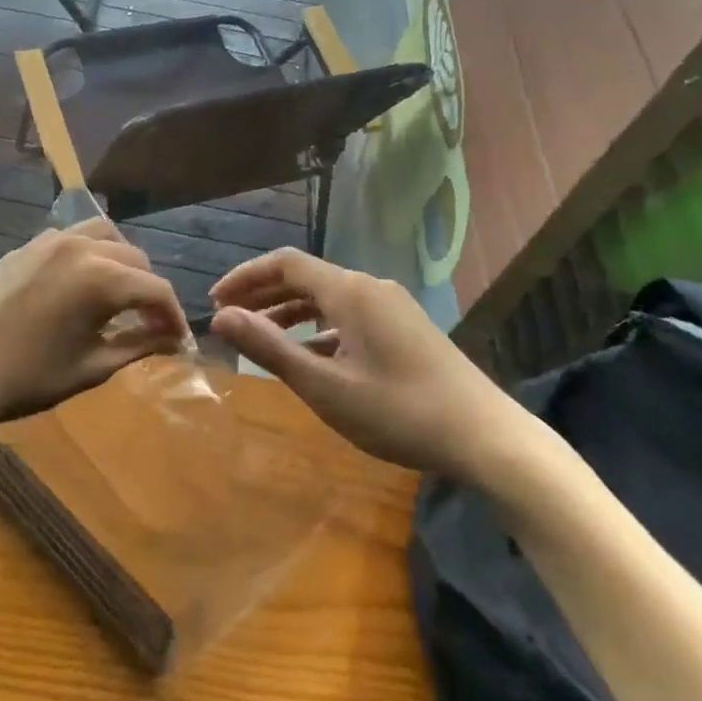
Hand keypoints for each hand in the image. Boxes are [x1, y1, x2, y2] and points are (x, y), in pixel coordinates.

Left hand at [0, 220, 190, 433]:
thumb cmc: (28, 378)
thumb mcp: (92, 366)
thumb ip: (139, 345)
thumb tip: (174, 340)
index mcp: (101, 278)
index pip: (156, 289)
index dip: (173, 316)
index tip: (178, 341)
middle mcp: (80, 247)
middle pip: (135, 257)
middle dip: (149, 290)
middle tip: (150, 324)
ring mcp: (49, 241)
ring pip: (104, 235)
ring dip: (122, 261)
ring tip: (120, 294)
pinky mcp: (26, 247)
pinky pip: (71, 238)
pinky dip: (89, 253)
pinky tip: (81, 284)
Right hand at [208, 247, 532, 481]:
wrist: (486, 436)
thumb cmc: (398, 411)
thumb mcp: (325, 385)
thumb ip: (269, 348)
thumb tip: (221, 318)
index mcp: (349, 290)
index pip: (284, 263)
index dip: (245, 277)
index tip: (216, 302)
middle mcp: (370, 286)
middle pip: (305, 277)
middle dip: (263, 294)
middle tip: (229, 319)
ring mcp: (391, 306)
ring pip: (328, 297)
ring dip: (289, 312)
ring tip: (260, 337)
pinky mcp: (405, 327)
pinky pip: (349, 315)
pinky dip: (319, 328)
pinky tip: (310, 356)